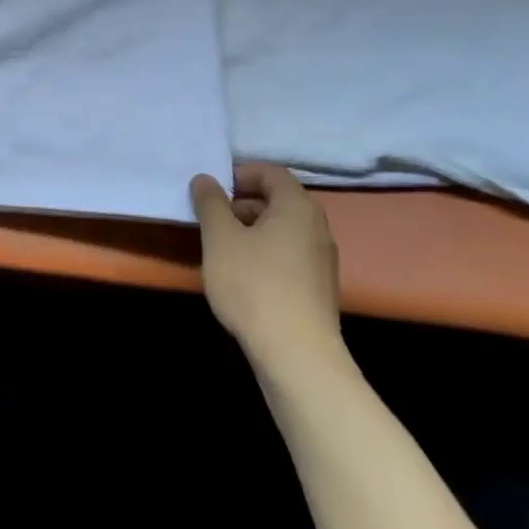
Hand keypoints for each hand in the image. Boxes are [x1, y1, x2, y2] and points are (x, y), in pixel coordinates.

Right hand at [190, 163, 346, 375]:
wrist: (297, 356)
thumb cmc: (254, 285)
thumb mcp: (220, 238)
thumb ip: (210, 202)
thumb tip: (205, 179)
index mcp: (297, 206)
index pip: (272, 172)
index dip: (241, 173)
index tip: (214, 189)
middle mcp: (317, 226)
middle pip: (279, 199)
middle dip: (244, 202)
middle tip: (214, 217)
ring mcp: (323, 259)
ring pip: (285, 229)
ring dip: (254, 228)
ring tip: (224, 247)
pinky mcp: (320, 288)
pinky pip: (291, 254)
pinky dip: (267, 252)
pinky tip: (245, 275)